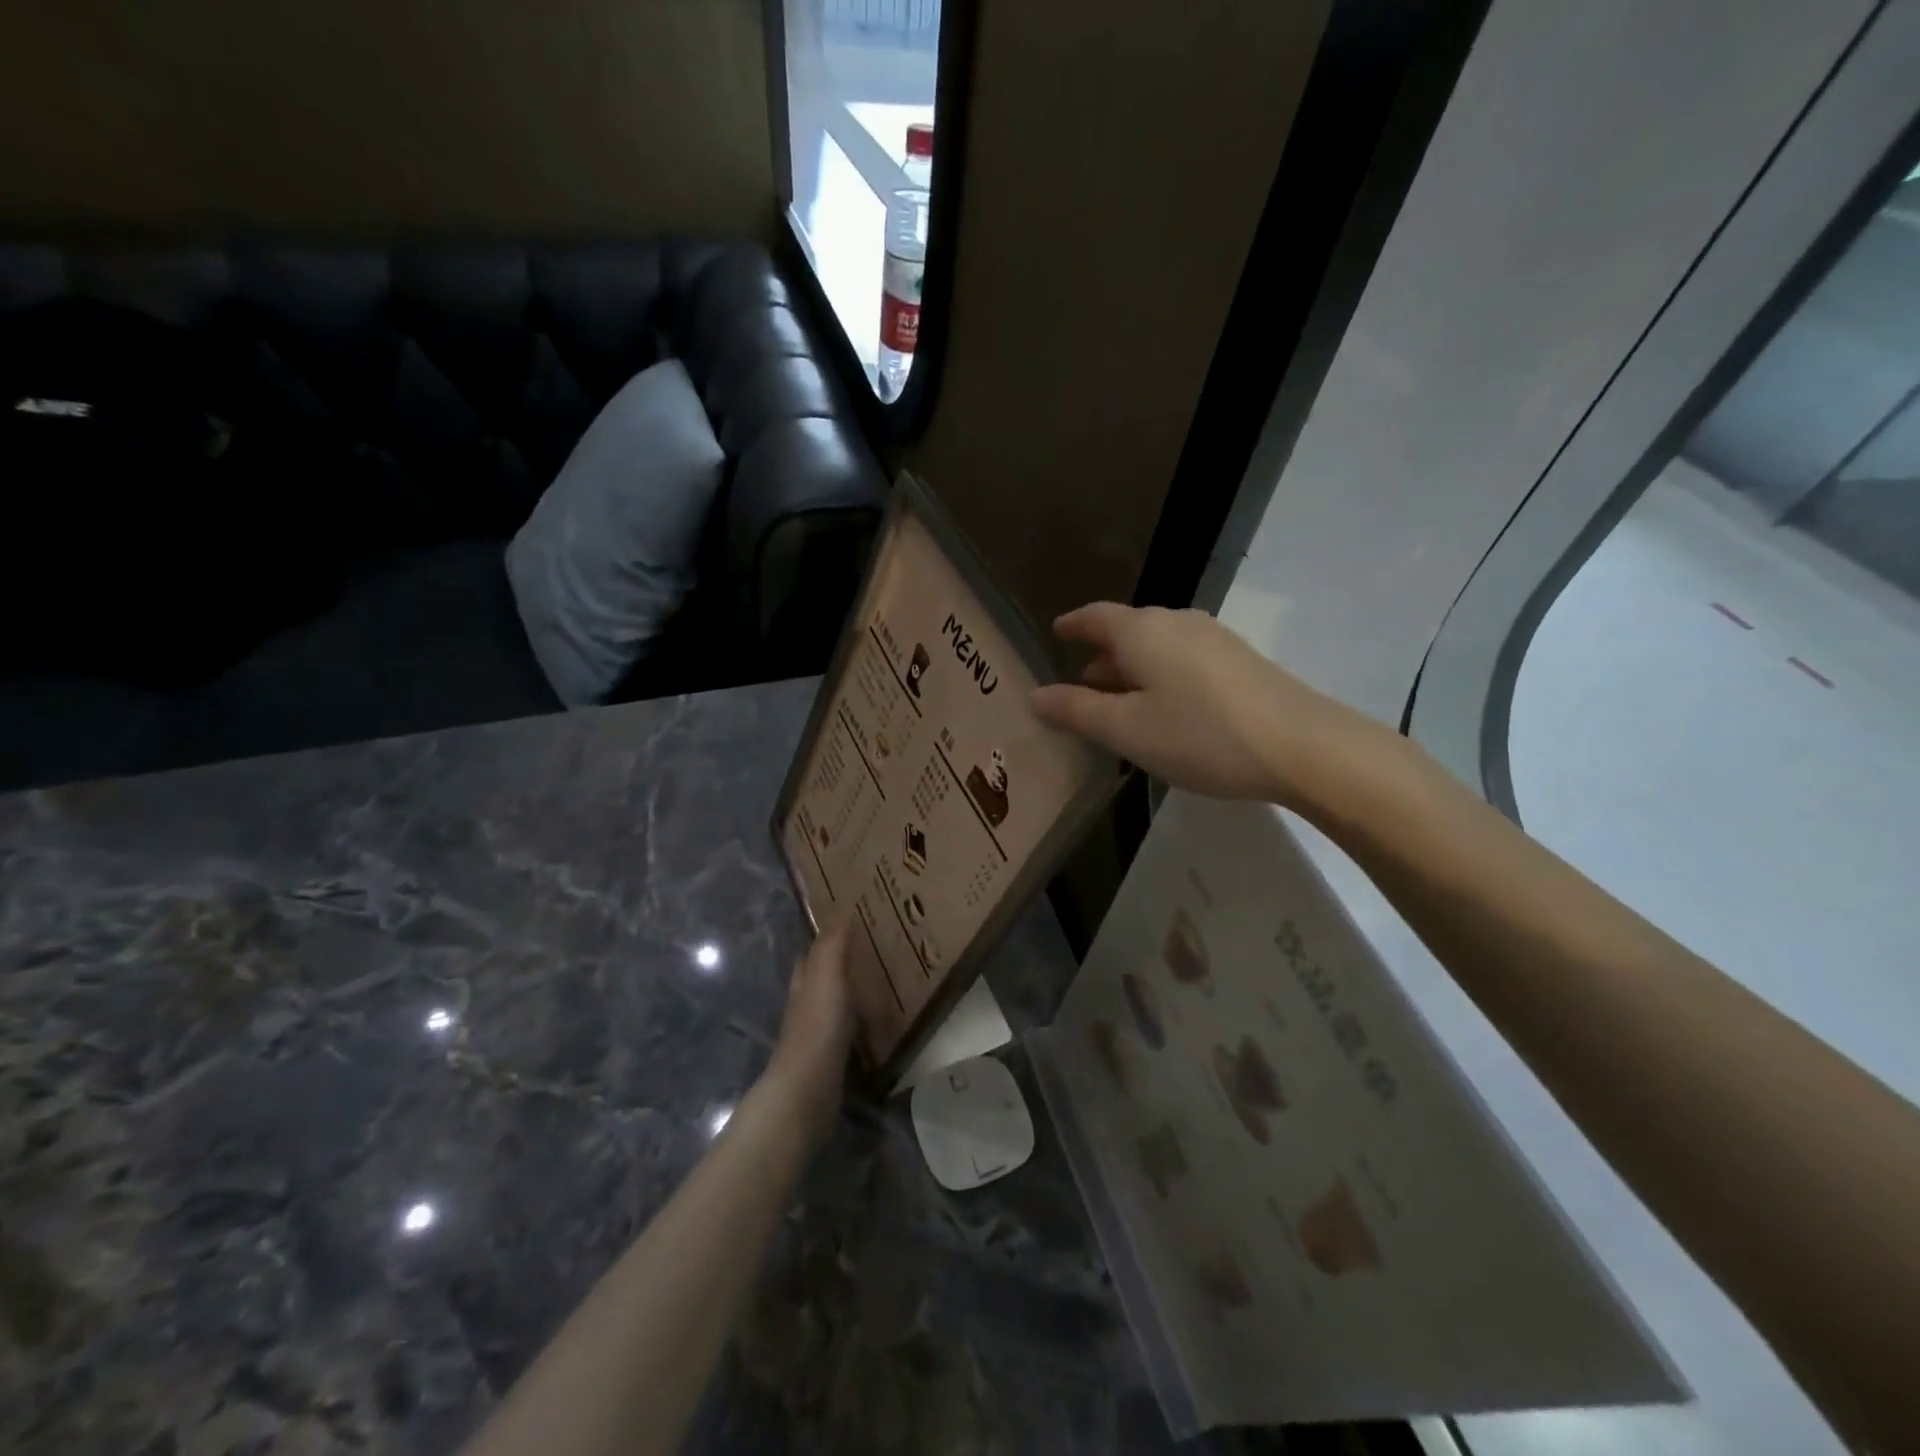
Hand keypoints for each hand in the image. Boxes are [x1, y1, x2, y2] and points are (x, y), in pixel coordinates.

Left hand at [763, 922, 855, 1146]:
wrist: (806, 1091)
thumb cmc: (817, 1028)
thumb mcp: (826, 978)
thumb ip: (832, 948)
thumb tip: (840, 913)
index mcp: (804, 984)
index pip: (811, 955)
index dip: (825, 940)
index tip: (850, 926)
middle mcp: (804, 1007)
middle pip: (818, 981)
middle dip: (837, 968)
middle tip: (869, 955)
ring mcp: (815, 1037)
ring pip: (831, 1008)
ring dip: (849, 997)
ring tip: (879, 987)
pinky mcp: (828, 1062)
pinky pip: (845, 1036)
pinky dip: (857, 1026)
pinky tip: (875, 1027)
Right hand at [1030, 603, 1377, 809]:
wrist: (1302, 746)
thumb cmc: (1200, 735)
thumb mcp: (1127, 730)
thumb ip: (1077, 711)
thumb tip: (1036, 695)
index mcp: (1142, 632)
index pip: (1095, 617)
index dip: (1072, 625)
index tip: (1056, 632)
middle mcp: (1176, 622)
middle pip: (1127, 632)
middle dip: (1100, 657)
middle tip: (1079, 689)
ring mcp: (1213, 638)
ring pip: (1156, 648)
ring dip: (1131, 670)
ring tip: (1118, 705)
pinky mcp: (1239, 660)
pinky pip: (1182, 659)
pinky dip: (1160, 677)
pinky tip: (1165, 710)